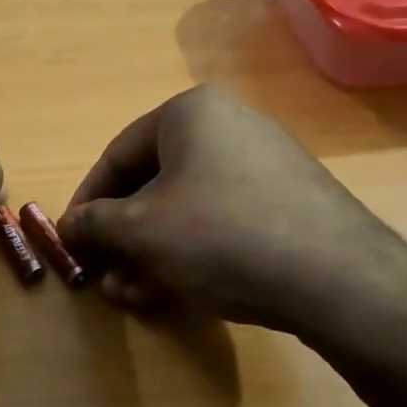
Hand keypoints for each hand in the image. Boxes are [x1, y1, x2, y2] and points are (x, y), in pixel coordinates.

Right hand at [59, 86, 406, 340]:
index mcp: (189, 113)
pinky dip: (191, 252)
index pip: (117, 155)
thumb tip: (68, 226)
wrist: (338, 279)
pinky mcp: (289, 201)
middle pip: (153, 183)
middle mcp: (228, 125)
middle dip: (122, 236)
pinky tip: (176, 291)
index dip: (86, 201)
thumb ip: (94, 223)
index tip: (70, 241)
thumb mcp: (140, 230)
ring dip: (151, 251)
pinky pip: (222, 220)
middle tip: (103, 275)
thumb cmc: (221, 235)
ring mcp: (264, 163)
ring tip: (133, 293)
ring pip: (186, 207)